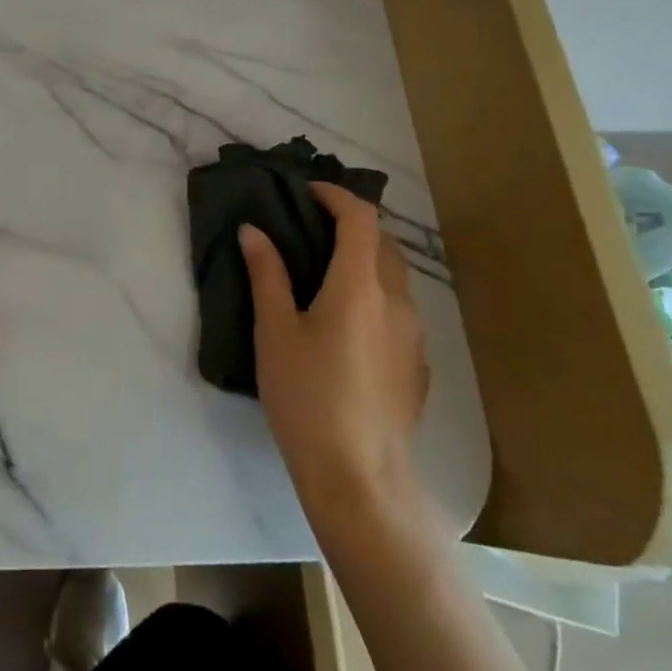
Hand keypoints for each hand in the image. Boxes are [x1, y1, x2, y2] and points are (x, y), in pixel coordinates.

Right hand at [239, 182, 428, 517]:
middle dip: (352, 224)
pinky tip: (348, 325)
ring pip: (395, 277)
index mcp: (360, 286)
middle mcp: (396, 301)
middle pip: (383, 243)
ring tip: (327, 273)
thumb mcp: (275, 333)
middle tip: (312, 228)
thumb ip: (267, 275)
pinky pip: (399, 311)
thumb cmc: (307, 397)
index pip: (361, 218)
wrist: (359, 478)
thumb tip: (253, 231)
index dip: (336, 196)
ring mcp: (414, 335)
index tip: (307, 192)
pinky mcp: (418, 365)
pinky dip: (376, 295)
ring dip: (366, 260)